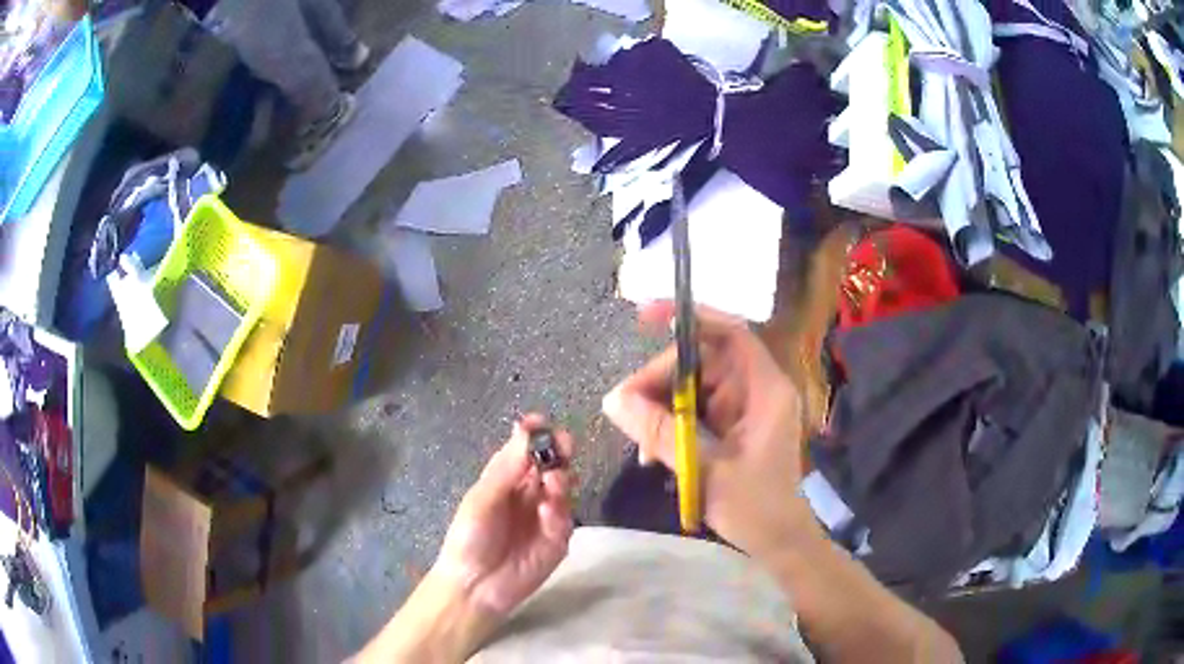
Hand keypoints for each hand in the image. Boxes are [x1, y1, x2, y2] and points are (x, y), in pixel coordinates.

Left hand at [434, 415, 574, 614]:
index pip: (525, 450)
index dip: (534, 434)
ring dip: (561, 479)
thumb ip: (507, 469)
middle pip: (551, 464)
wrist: (475, 585)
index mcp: (506, 480)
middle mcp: (528, 493)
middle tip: (563, 445)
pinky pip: (565, 519)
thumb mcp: (482, 500)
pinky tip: (547, 512)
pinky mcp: (558, 540)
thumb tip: (524, 429)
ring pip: (563, 488)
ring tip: (553, 481)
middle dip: (558, 452)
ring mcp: (546, 516)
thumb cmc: (469, 538)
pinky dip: (559, 511)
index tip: (541, 422)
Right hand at [602, 303, 818, 559]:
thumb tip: (613, 399)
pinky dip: (669, 424)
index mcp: (764, 389)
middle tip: (626, 407)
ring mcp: (742, 408)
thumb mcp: (704, 468)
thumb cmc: (754, 506)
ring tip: (639, 441)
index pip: (730, 333)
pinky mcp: (730, 426)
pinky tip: (652, 452)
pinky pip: (693, 411)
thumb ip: (659, 432)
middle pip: (702, 361)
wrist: (776, 541)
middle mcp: (755, 389)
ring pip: (692, 387)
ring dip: (661, 407)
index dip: (690, 318)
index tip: (645, 318)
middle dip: (661, 380)